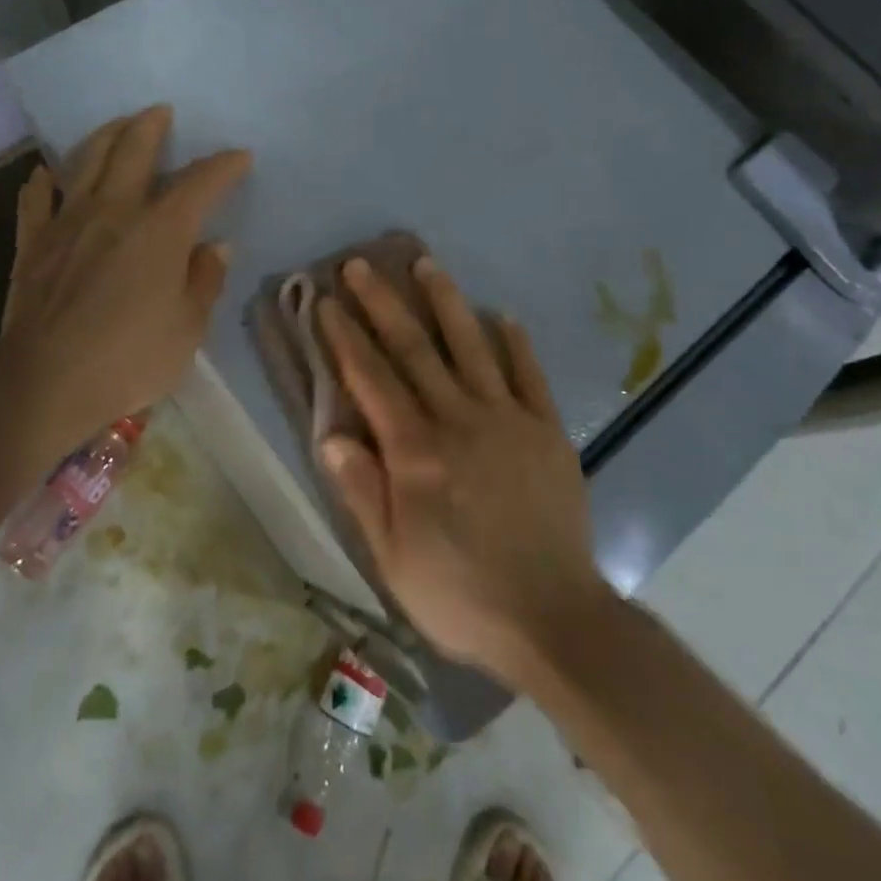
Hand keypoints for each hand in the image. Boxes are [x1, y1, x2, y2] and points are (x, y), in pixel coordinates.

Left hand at [0, 105, 249, 461]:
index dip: (224, 165)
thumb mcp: (188, 328)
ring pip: (85, 162)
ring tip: (117, 125)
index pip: (200, 183)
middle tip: (162, 111)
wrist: (44, 383)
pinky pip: (35, 200)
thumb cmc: (129, 359)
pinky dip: (43, 182)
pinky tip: (46, 174)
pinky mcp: (33, 244)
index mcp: (161, 230)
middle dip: (151, 126)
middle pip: (133, 151)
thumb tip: (216, 246)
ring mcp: (68, 223)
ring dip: (104, 136)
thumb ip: (204, 280)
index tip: (239, 156)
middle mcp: (114, 211)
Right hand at [316, 258, 610, 688]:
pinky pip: (529, 375)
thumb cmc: (460, 594)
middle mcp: (458, 419)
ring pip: (471, 346)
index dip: (346, 337)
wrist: (552, 618)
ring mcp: (507, 418)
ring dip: (446, 302)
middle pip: (414, 349)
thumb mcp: (393, 557)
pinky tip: (503, 315)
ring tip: (426, 263)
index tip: (327, 301)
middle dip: (383, 303)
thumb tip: (329, 433)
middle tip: (361, 264)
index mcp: (416, 451)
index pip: (371, 379)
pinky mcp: (546, 429)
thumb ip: (362, 491)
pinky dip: (516, 342)